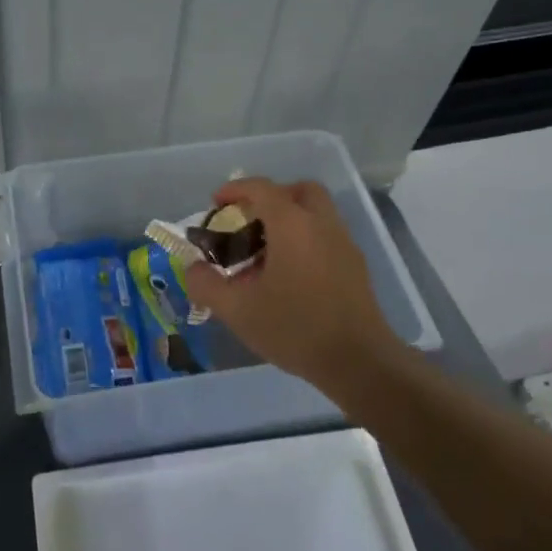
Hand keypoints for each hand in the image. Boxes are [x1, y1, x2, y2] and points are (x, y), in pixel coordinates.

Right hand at [182, 178, 400, 395]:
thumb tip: (192, 268)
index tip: (215, 204)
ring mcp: (344, 244)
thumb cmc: (295, 329)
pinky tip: (289, 274)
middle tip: (249, 221)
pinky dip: (305, 239)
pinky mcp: (356, 266)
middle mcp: (321, 224)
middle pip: (298, 191)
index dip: (235, 190)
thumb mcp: (238, 311)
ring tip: (265, 252)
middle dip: (271, 197)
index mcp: (292, 225)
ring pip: (316, 213)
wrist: (359, 362)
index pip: (262, 189)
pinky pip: (326, 235)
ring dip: (290, 218)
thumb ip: (207, 285)